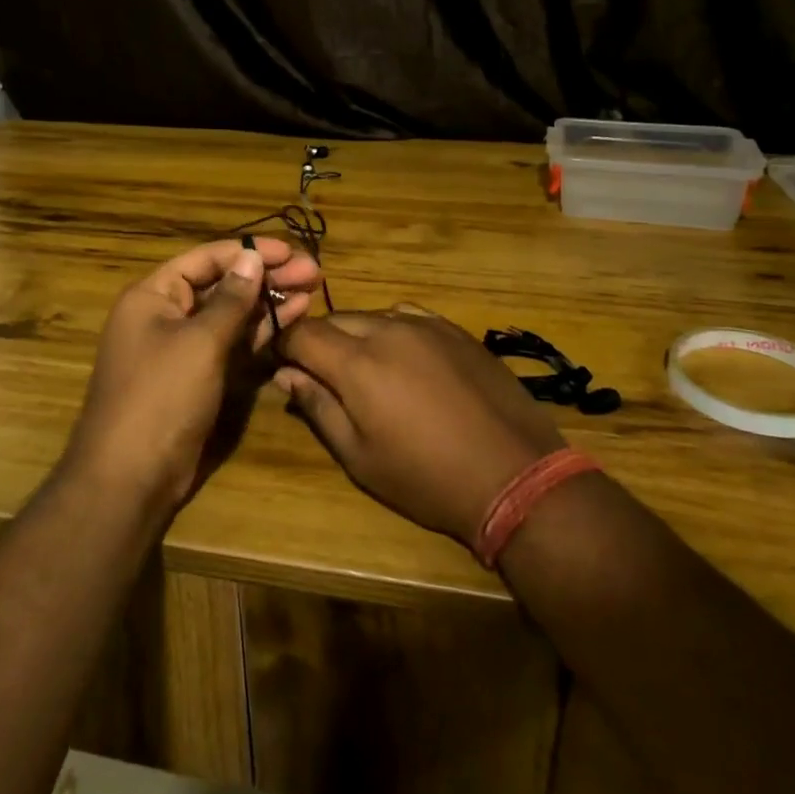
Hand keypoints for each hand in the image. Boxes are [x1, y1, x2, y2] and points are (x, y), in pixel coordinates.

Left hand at [62, 238, 320, 515]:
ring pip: (231, 313)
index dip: (249, 252)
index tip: (291, 251)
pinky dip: (260, 331)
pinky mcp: (200, 375)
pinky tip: (293, 318)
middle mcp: (166, 314)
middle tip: (313, 272)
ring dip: (269, 301)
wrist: (132, 477)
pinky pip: (232, 343)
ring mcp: (184, 347)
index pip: (206, 258)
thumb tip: (251, 259)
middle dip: (266, 276)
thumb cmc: (161, 397)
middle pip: (222, 284)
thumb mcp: (200, 342)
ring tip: (312, 290)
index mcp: (153, 296)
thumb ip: (230, 299)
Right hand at [273, 306, 567, 543]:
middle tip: (320, 374)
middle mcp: (387, 330)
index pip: (301, 333)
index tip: (280, 365)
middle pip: (334, 319)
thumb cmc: (426, 478)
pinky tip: (403, 358)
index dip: (283, 346)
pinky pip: (408, 316)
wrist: (514, 474)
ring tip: (364, 370)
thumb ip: (318, 407)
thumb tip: (286, 375)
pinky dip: (391, 330)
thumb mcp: (359, 456)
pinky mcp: (455, 329)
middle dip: (318, 341)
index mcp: (357, 363)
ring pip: (371, 315)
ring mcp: (426, 325)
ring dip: (355, 335)